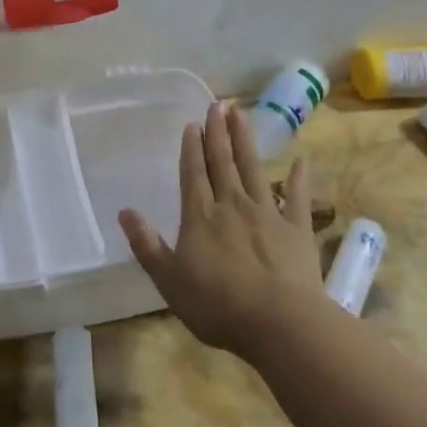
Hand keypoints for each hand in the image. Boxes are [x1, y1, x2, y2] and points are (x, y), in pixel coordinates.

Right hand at [119, 102, 321, 355]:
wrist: (278, 322)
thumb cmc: (216, 305)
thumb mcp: (169, 279)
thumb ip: (146, 244)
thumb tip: (124, 211)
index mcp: (200, 216)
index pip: (193, 174)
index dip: (192, 148)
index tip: (193, 123)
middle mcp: (232, 205)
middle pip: (223, 162)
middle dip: (218, 133)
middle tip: (218, 104)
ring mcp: (268, 213)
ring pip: (254, 169)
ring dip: (246, 141)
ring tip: (242, 114)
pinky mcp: (297, 229)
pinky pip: (299, 197)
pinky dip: (300, 177)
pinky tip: (302, 158)